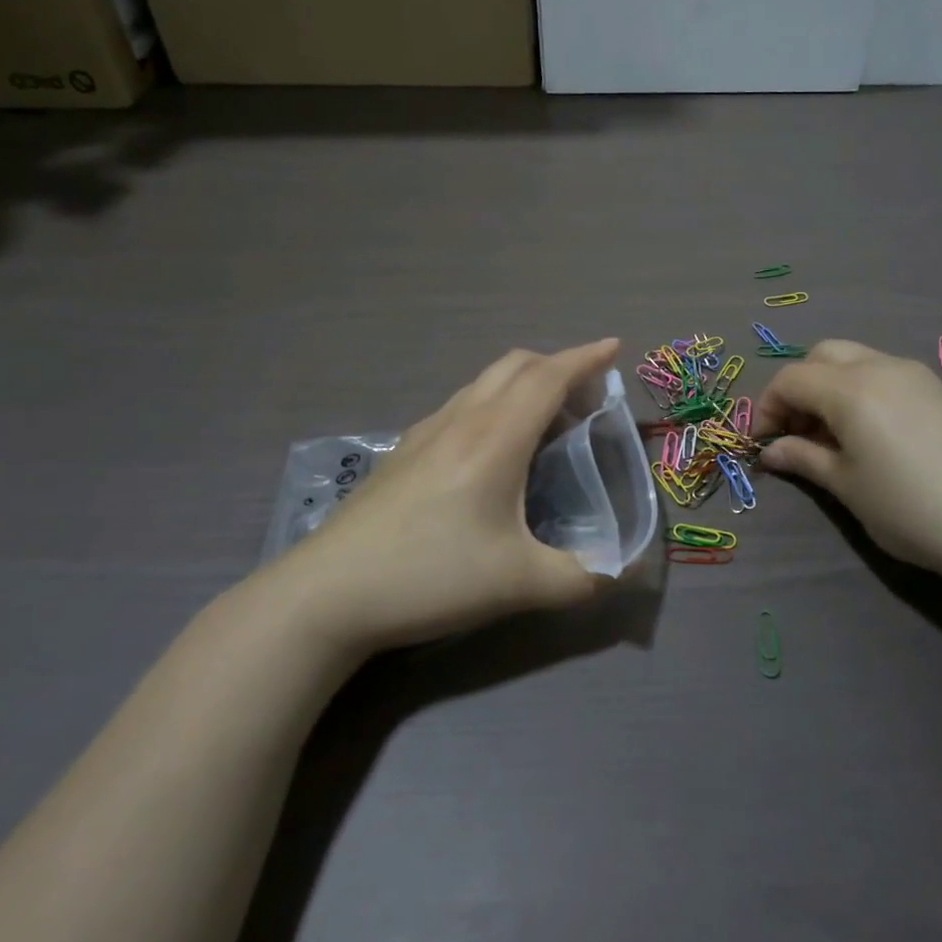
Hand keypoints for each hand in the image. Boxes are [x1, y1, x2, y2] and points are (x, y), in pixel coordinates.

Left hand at [271, 340, 618, 653]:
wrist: (327, 594)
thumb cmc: (430, 576)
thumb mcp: (518, 585)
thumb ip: (580, 578)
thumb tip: (615, 571)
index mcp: (495, 438)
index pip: (549, 377)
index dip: (586, 358)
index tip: (614, 347)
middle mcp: (462, 421)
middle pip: (515, 366)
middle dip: (557, 365)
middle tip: (586, 394)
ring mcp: (426, 432)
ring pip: (484, 383)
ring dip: (523, 384)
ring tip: (545, 420)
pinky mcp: (403, 452)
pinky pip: (461, 405)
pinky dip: (494, 404)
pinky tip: (492, 450)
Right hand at [755, 340, 941, 584]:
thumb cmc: (911, 509)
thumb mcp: (847, 487)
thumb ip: (804, 459)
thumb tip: (771, 450)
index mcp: (851, 389)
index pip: (791, 379)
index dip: (766, 407)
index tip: (763, 443)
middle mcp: (881, 367)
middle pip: (822, 356)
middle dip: (798, 388)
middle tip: (797, 433)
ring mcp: (916, 374)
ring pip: (855, 361)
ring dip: (829, 388)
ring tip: (832, 438)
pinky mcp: (940, 390)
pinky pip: (884, 374)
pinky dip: (860, 391)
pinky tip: (870, 435)